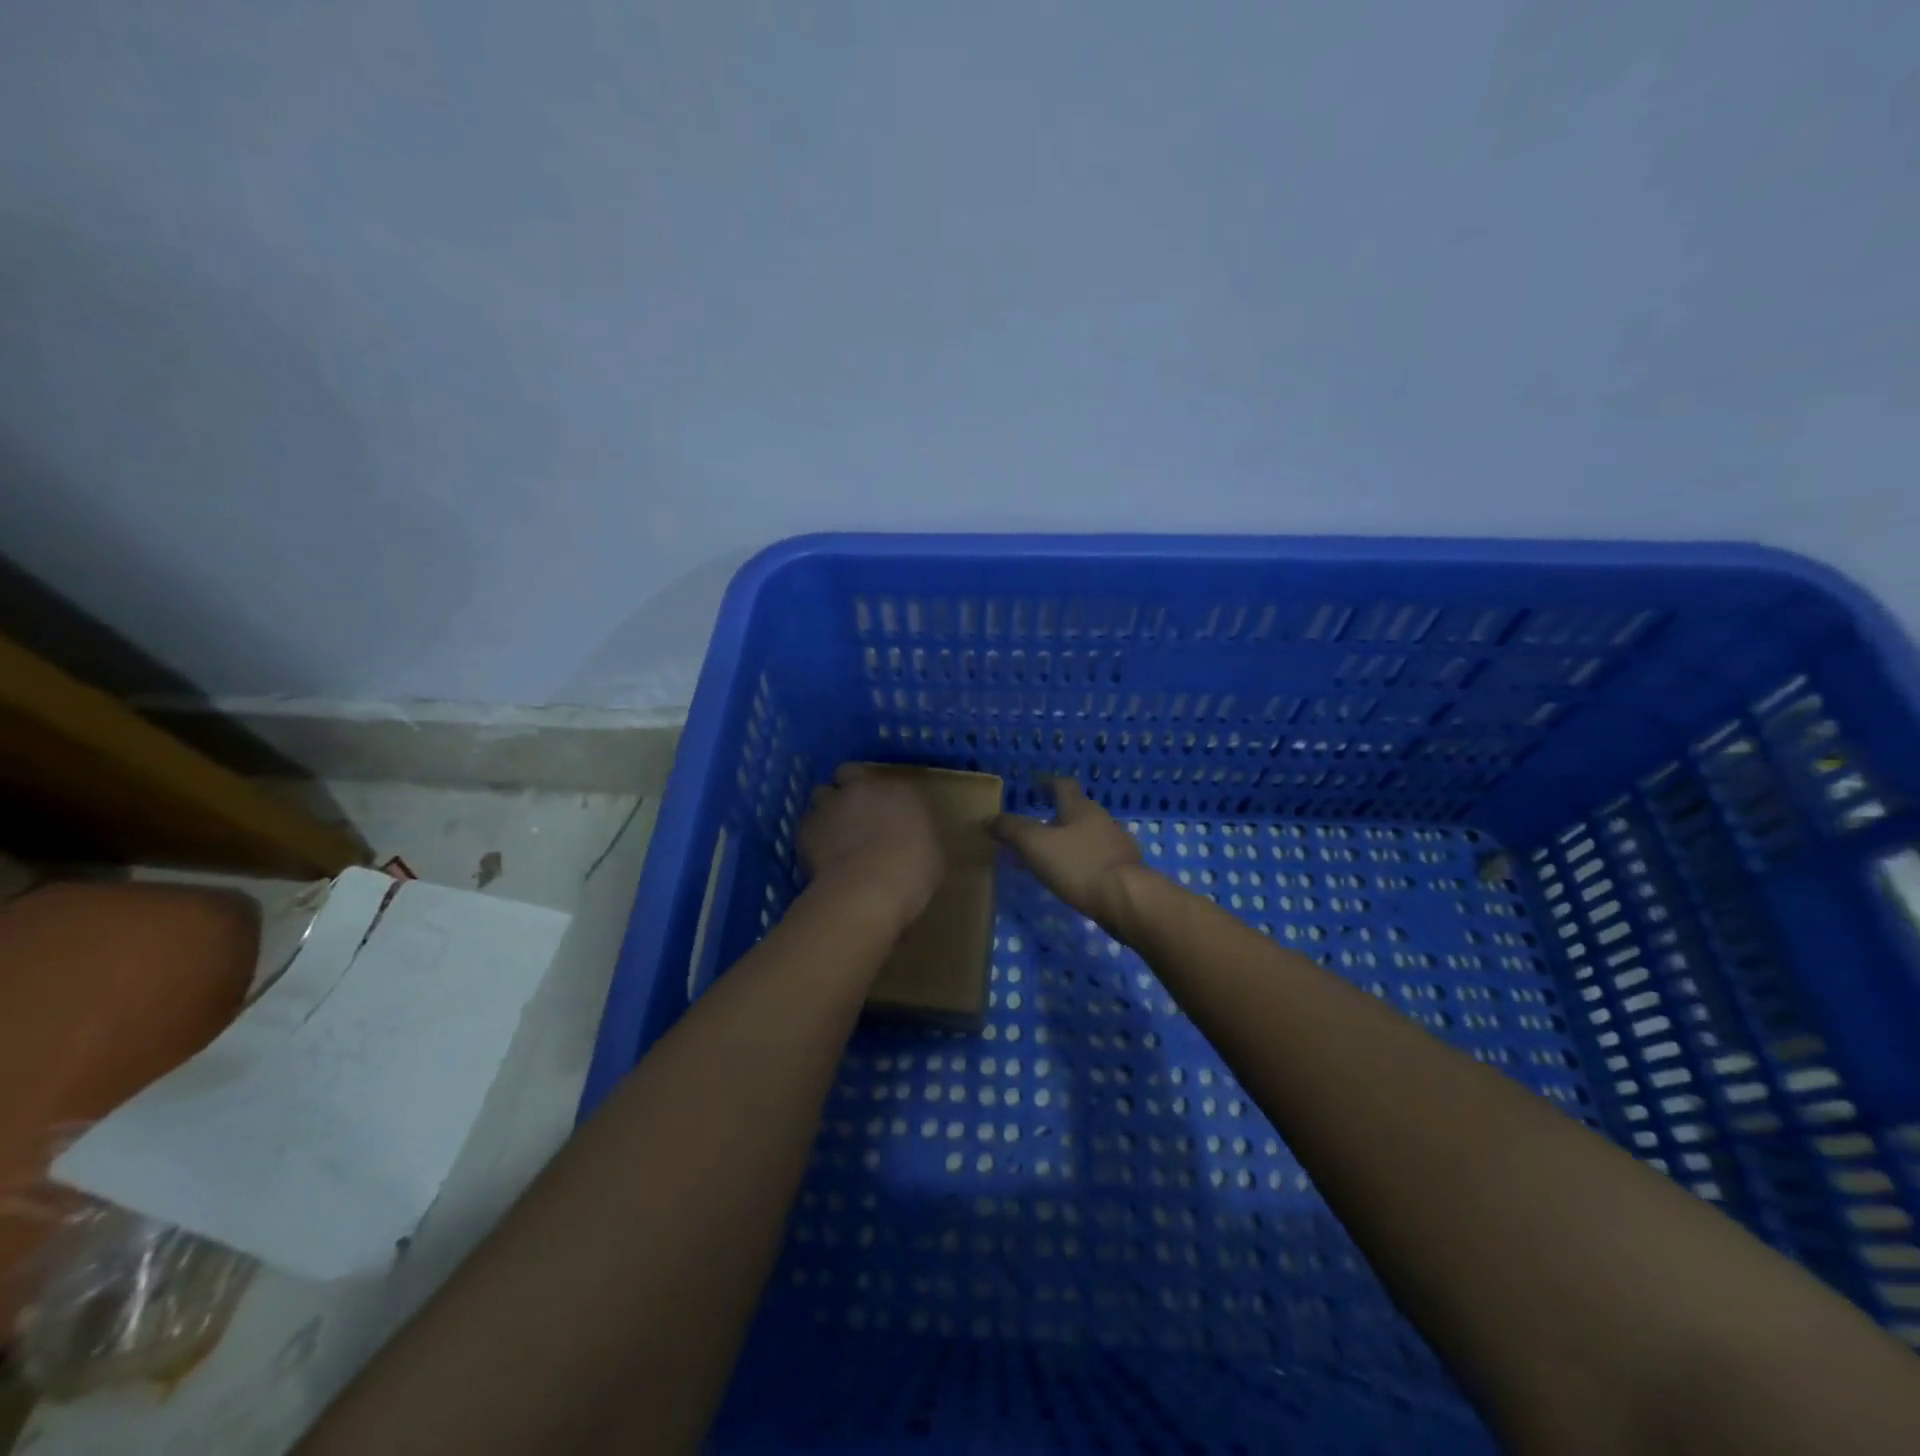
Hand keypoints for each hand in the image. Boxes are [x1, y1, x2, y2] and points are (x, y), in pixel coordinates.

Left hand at [799, 764, 944, 930]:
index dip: (879, 794)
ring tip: (832, 835)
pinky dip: (811, 838)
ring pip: (821, 795)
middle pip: (847, 773)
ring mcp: (830, 805)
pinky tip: (819, 858)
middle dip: (847, 789)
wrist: (868, 890)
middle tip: (854, 814)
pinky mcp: (805, 828)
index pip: (885, 780)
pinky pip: (806, 826)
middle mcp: (862, 789)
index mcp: (899, 791)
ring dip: (827, 809)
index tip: (881, 811)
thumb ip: (916, 839)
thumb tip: (910, 845)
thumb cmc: (912, 873)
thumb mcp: (932, 856)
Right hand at [991, 779, 1145, 935]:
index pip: (1063, 785)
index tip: (1035, 787)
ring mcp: (1118, 844)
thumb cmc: (1078, 865)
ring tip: (1051, 857)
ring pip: (1089, 835)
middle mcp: (1102, 819)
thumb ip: (1011, 830)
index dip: (1047, 783)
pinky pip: (1099, 858)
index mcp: (1080, 808)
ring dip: (1070, 841)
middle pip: (1077, 810)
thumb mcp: (1035, 845)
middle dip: (1057, 816)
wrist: (1127, 899)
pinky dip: (1083, 862)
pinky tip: (1074, 878)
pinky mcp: (1126, 869)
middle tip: (1036, 828)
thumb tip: (988, 818)